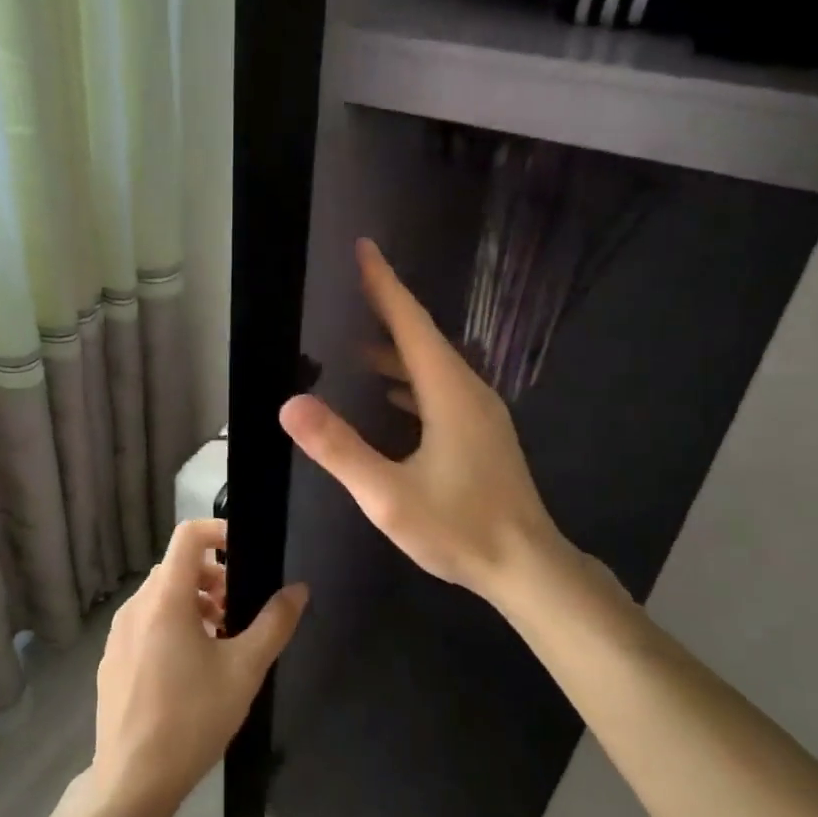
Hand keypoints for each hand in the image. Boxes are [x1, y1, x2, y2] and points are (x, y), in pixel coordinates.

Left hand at [90, 519, 307, 816]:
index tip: (245, 553)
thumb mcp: (244, 670)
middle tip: (237, 611)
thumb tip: (298, 589)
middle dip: (212, 576)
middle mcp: (136, 605)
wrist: (132, 780)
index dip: (218, 531)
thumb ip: (274, 624)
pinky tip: (188, 668)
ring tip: (218, 640)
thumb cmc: (193, 718)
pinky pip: (144, 622)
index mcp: (165, 598)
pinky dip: (170, 624)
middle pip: (176, 567)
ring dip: (192, 602)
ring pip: (160, 596)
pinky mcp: (112, 658)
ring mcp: (118, 632)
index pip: (187, 535)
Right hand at [278, 238, 590, 621]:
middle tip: (351, 289)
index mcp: (449, 393)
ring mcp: (480, 414)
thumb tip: (289, 404)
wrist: (528, 568)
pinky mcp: (482, 435)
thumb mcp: (388, 494)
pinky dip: (410, 380)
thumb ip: (339, 448)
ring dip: (397, 349)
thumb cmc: (458, 528)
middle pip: (422, 337)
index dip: (384, 284)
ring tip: (358, 346)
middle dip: (387, 310)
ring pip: (433, 366)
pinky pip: (440, 389)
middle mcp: (468, 392)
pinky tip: (392, 397)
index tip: (364, 248)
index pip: (410, 324)